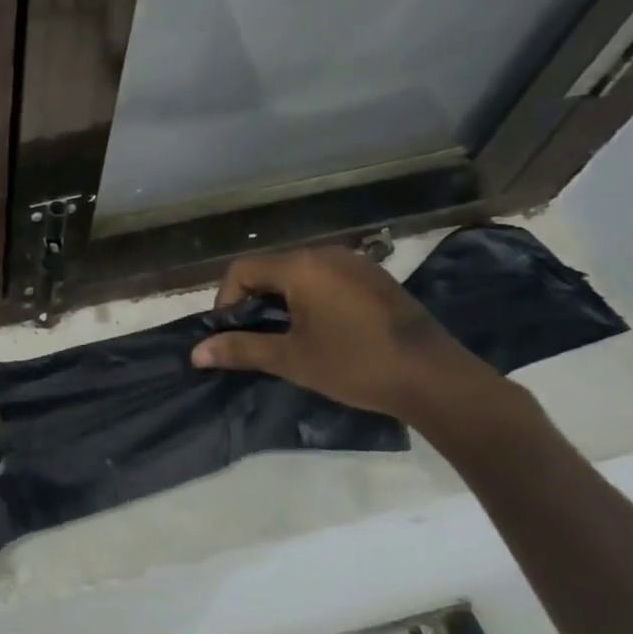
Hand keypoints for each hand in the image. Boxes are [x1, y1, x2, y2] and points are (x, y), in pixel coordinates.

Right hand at [190, 245, 496, 419]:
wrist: (436, 379)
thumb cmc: (355, 365)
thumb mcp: (291, 360)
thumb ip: (241, 349)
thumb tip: (196, 352)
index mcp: (302, 266)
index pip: (242, 270)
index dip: (226, 300)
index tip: (232, 334)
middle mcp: (326, 254)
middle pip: (270, 269)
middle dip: (254, 301)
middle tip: (257, 339)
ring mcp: (355, 264)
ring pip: (300, 275)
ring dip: (283, 301)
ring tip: (288, 338)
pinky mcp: (376, 279)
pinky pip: (328, 280)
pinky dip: (312, 300)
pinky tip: (324, 332)